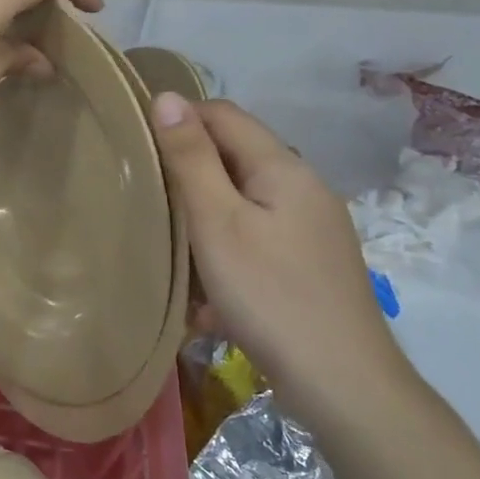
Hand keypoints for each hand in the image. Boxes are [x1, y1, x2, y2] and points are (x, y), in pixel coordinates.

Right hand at [151, 95, 403, 426]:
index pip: (224, 114)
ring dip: (204, 211)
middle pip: (236, 156)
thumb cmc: (269, 294)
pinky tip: (207, 284)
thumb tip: (167, 97)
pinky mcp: (311, 262)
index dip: (178, 119)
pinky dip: (226, 244)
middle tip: (145, 194)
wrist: (342, 382)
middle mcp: (305, 187)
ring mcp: (313, 227)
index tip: (136, 144)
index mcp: (284, 167)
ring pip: (244, 198)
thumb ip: (191, 158)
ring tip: (169, 240)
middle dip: (189, 168)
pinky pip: (257, 234)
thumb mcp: (217, 222)